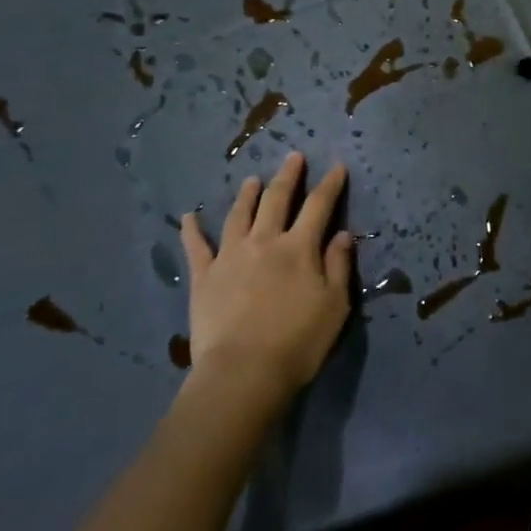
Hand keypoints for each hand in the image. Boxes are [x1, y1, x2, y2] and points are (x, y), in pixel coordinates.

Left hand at [181, 154, 353, 397]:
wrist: (242, 373)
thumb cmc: (297, 342)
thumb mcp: (335, 306)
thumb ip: (339, 266)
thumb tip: (342, 234)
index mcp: (299, 248)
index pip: (319, 206)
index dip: (330, 184)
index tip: (336, 166)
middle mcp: (264, 241)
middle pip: (277, 199)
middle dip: (288, 176)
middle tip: (293, 157)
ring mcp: (230, 256)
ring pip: (239, 214)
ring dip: (247, 194)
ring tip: (252, 179)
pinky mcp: (204, 277)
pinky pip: (196, 247)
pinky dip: (192, 230)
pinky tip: (188, 216)